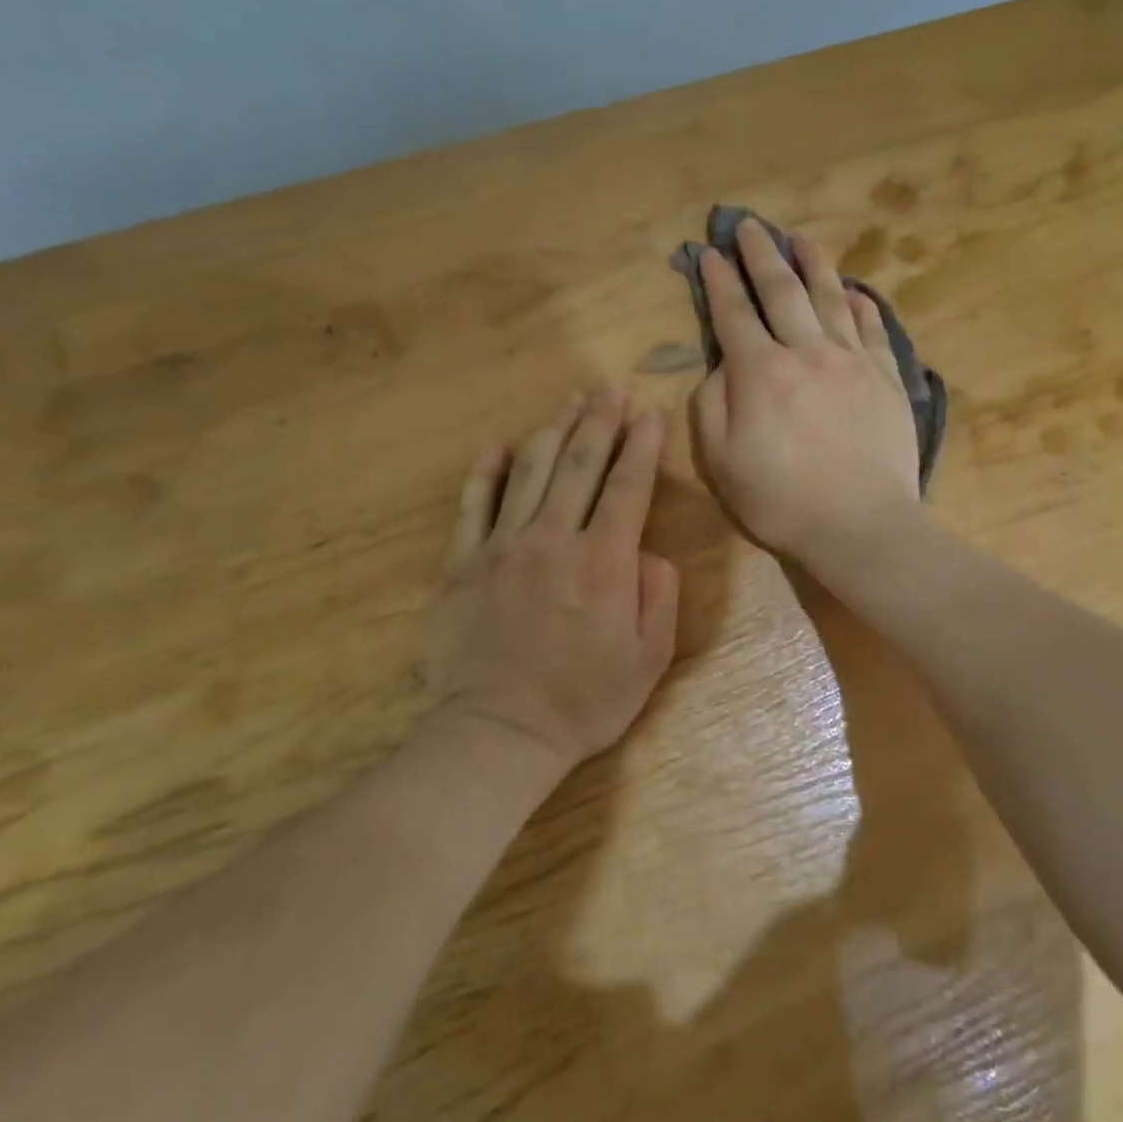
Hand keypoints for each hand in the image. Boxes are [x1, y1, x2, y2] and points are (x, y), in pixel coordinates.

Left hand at [424, 387, 680, 770]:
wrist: (499, 734)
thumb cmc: (584, 701)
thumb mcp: (649, 658)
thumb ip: (658, 595)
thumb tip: (648, 551)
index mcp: (604, 562)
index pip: (627, 486)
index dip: (642, 445)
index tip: (651, 412)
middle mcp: (554, 540)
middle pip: (580, 464)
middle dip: (599, 419)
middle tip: (608, 386)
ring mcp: (503, 547)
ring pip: (531, 471)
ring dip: (554, 430)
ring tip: (570, 401)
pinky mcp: (463, 564)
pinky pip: (474, 505)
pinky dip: (487, 471)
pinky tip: (498, 445)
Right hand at [691, 217, 919, 568]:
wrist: (861, 525)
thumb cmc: (781, 501)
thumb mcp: (720, 461)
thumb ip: (712, 405)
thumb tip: (722, 366)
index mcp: (760, 372)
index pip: (733, 314)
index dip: (719, 282)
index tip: (710, 255)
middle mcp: (806, 352)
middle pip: (781, 290)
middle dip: (761, 254)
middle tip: (749, 225)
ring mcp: (852, 361)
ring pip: (830, 298)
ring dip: (813, 264)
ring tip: (801, 238)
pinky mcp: (887, 378)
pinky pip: (872, 330)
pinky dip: (861, 306)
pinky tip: (855, 292)